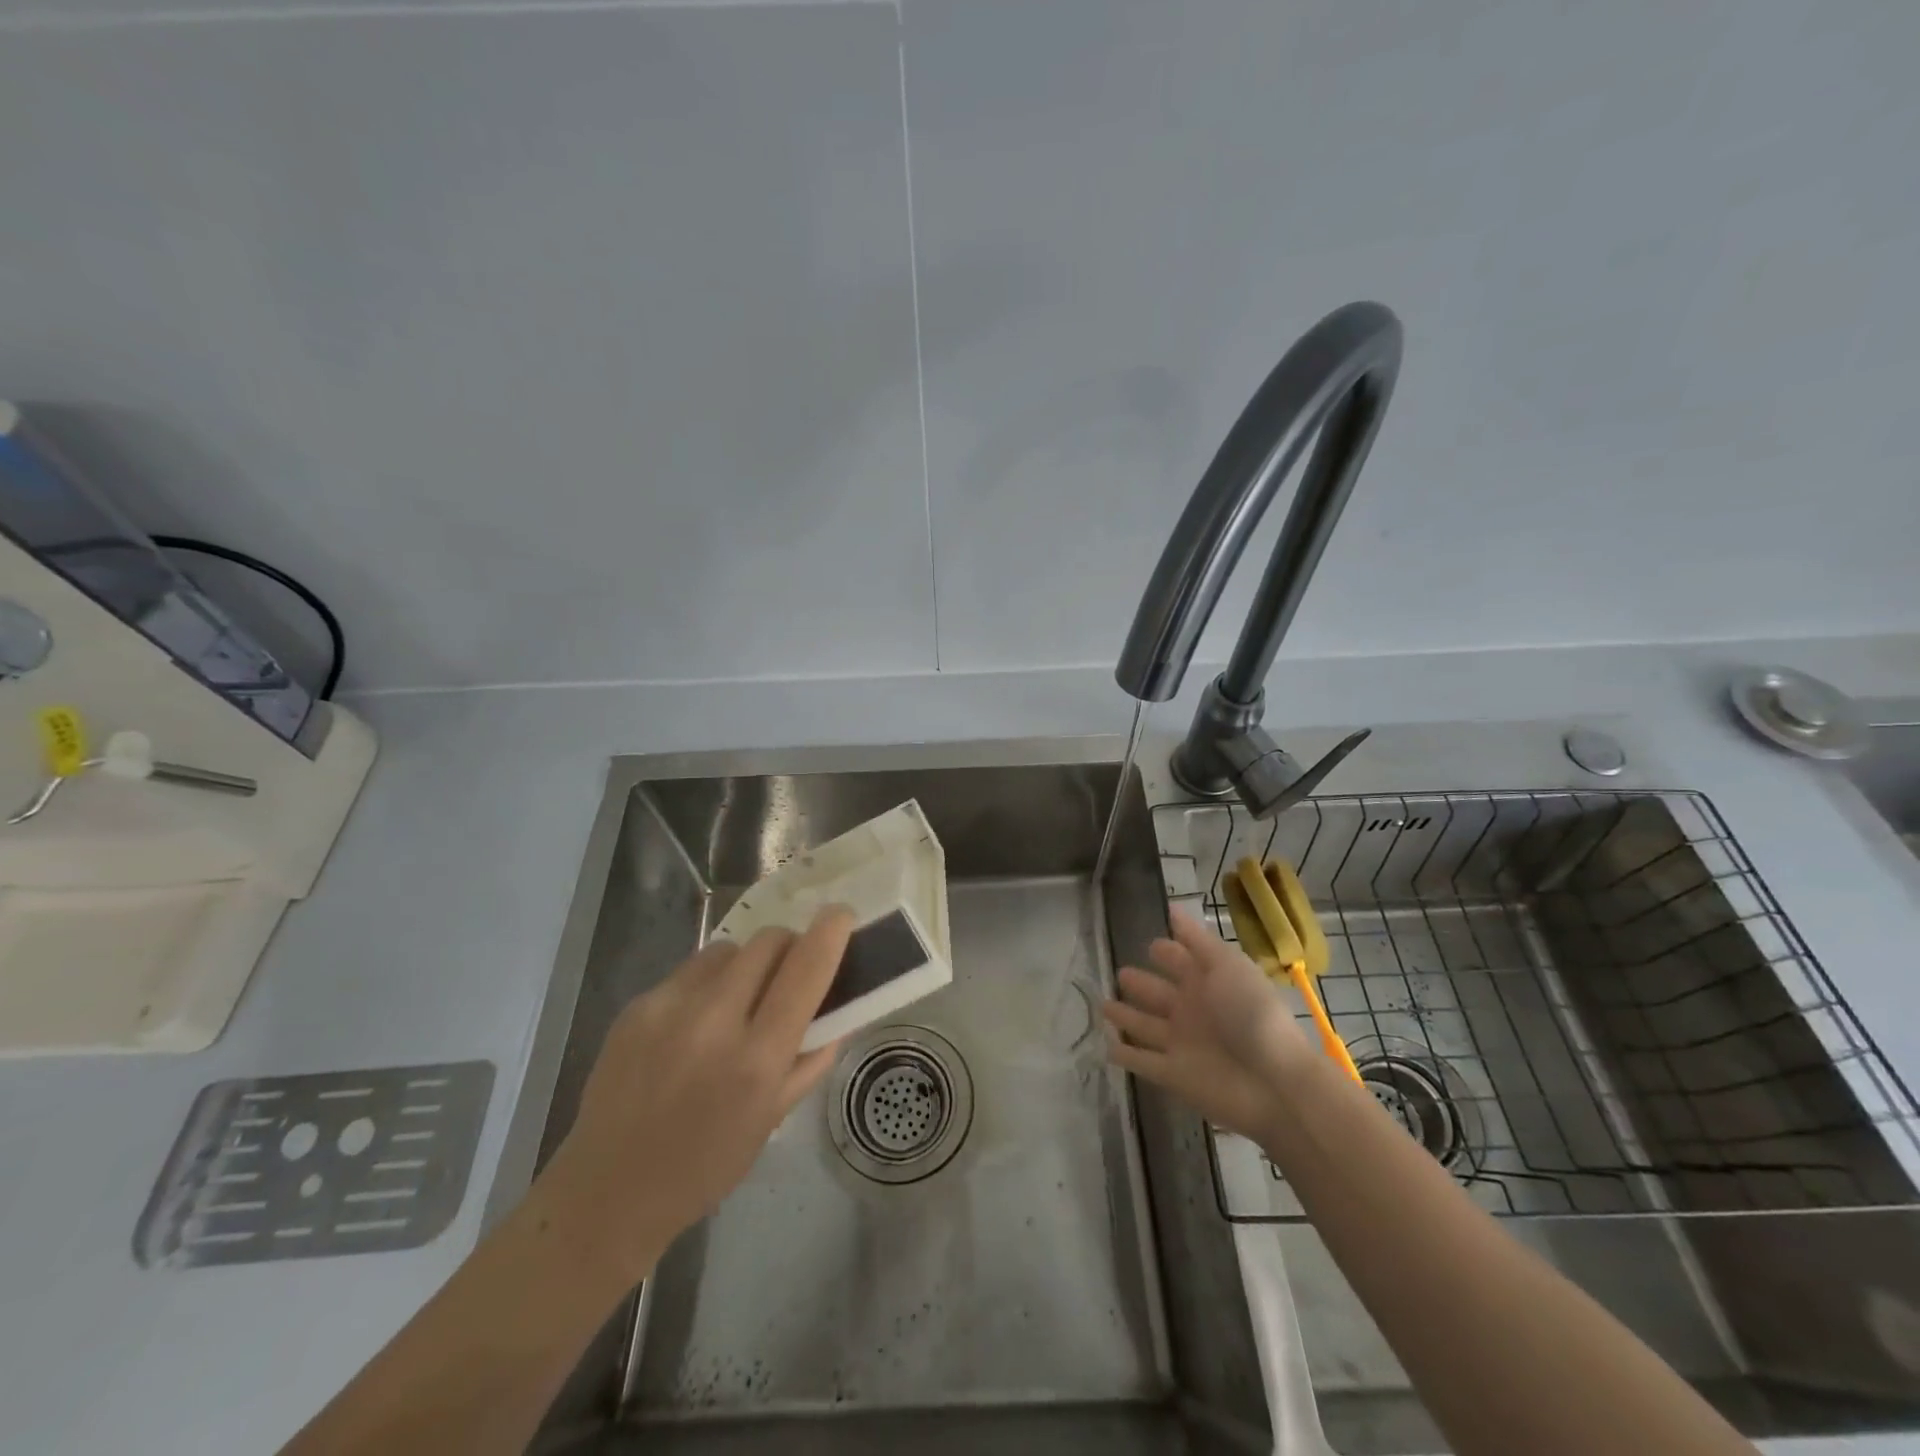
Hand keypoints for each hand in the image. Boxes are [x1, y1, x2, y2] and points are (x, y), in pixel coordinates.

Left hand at [534, 906, 852, 1283]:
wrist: (608, 1191)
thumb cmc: (706, 1165)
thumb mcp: (773, 1119)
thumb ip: (812, 1057)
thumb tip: (839, 1009)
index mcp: (756, 1059)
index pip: (805, 970)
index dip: (830, 933)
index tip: (841, 915)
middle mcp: (713, 1022)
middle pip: (767, 941)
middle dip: (788, 947)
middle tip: (787, 974)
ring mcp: (668, 1007)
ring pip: (729, 949)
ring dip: (746, 964)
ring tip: (735, 1003)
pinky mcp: (637, 1004)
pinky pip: (691, 970)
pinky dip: (707, 984)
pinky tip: (693, 1024)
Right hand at [1103, 905, 1313, 1141]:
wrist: (1273, 1083)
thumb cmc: (1251, 1014)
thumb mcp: (1227, 966)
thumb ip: (1196, 940)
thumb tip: (1173, 909)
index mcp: (1207, 982)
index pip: (1180, 961)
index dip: (1165, 951)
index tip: (1147, 942)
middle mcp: (1192, 1010)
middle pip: (1159, 993)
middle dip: (1140, 983)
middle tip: (1119, 973)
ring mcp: (1180, 1043)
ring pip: (1145, 1025)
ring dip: (1126, 1017)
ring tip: (1103, 1006)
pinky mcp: (1171, 1074)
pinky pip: (1142, 1061)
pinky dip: (1126, 1055)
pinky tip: (1107, 1047)